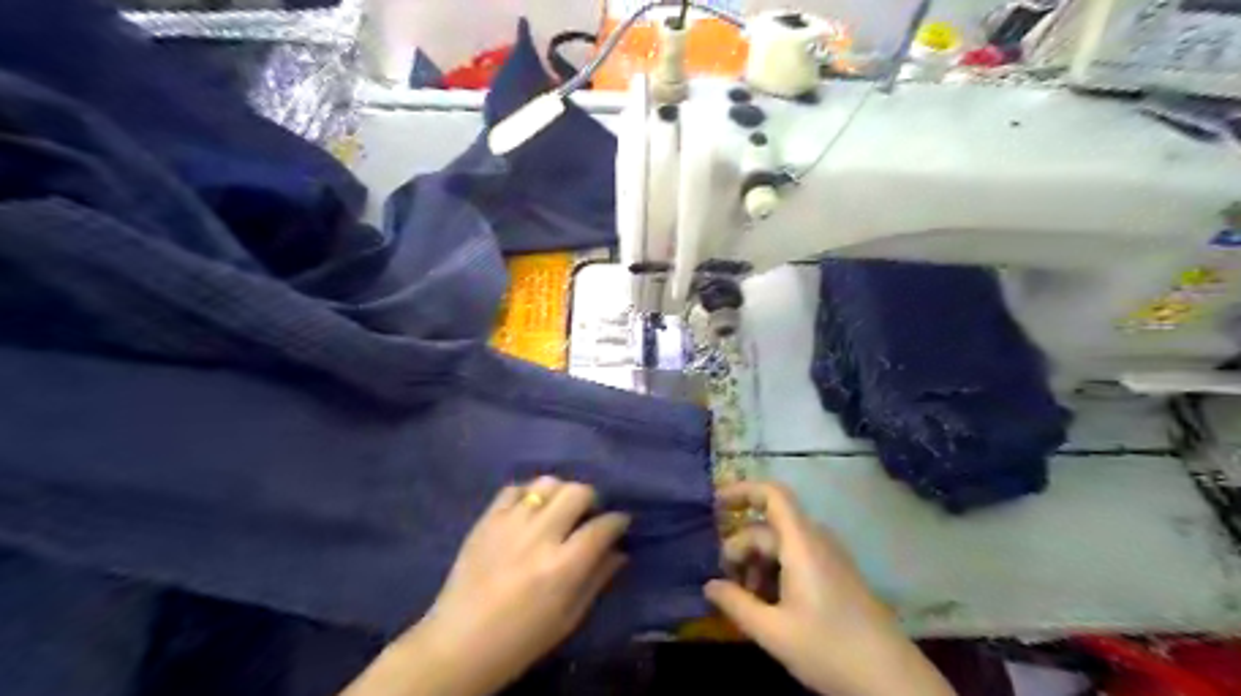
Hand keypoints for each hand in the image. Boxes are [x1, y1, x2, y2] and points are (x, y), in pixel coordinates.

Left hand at [341, 476, 624, 695]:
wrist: (459, 643)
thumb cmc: (521, 639)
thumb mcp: (569, 618)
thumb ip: (597, 580)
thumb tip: (620, 551)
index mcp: (562, 567)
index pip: (602, 527)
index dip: (617, 521)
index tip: (620, 522)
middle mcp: (539, 537)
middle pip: (577, 492)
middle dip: (591, 499)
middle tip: (588, 514)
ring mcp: (510, 524)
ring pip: (547, 483)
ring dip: (560, 492)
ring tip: (558, 509)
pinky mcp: (486, 520)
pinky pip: (514, 488)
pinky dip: (527, 494)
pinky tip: (528, 510)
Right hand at [707, 482, 952, 695]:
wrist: (891, 680)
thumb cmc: (830, 650)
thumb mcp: (774, 632)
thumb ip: (736, 604)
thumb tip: (709, 585)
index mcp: (802, 544)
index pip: (773, 495)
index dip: (742, 491)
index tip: (714, 505)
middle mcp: (816, 541)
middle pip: (768, 528)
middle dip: (741, 549)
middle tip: (726, 584)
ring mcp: (828, 557)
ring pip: (780, 546)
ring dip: (756, 565)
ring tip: (746, 600)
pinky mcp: (834, 574)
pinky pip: (796, 559)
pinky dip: (774, 573)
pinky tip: (768, 605)